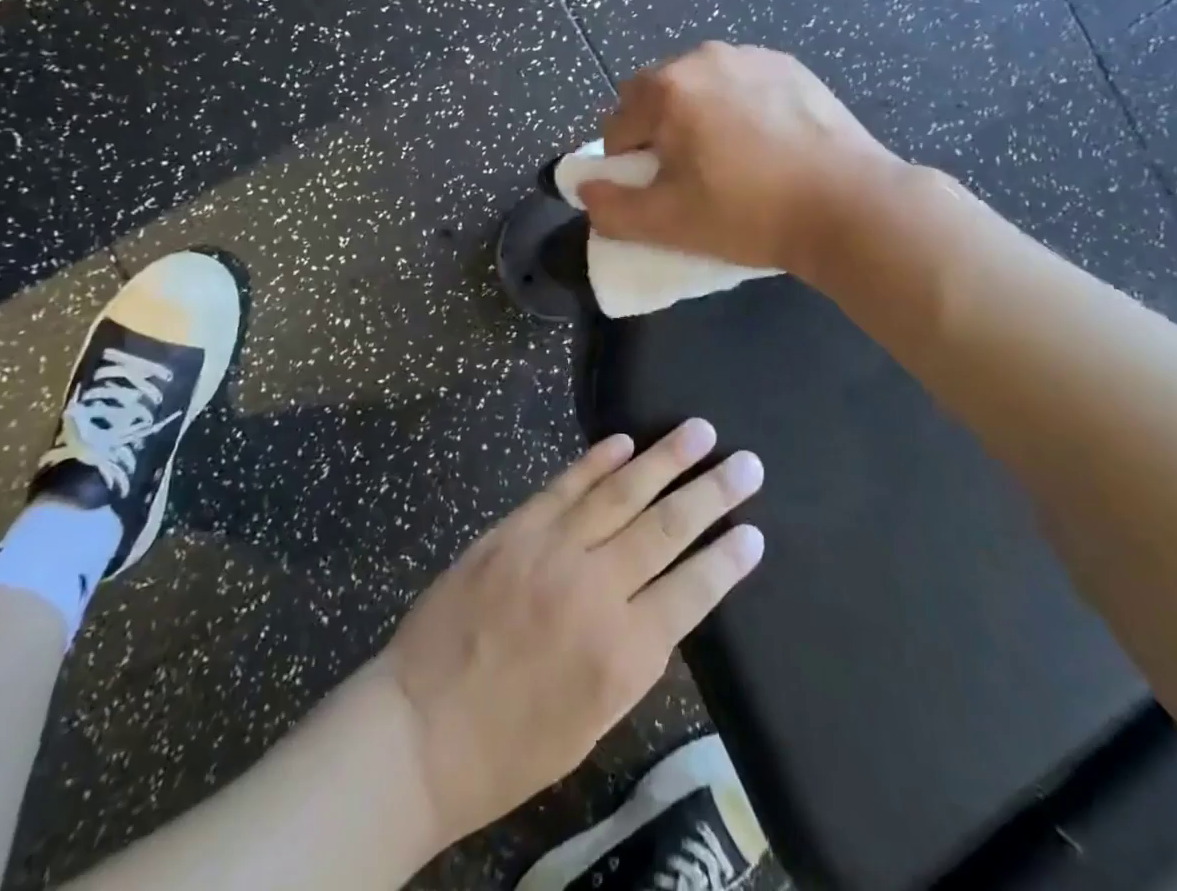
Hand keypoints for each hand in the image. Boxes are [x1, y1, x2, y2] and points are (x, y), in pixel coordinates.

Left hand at [380, 423, 764, 848]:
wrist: (421, 726)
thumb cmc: (513, 745)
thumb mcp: (594, 720)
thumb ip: (635, 655)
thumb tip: (665, 601)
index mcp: (623, 654)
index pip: (693, 591)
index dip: (727, 559)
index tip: (755, 531)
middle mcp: (595, 590)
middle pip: (666, 528)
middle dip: (712, 492)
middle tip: (748, 463)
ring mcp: (551, 550)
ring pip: (620, 493)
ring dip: (665, 459)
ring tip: (700, 431)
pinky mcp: (514, 528)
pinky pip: (564, 485)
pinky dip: (596, 461)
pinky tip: (625, 441)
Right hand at [577, 41, 906, 275]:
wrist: (848, 204)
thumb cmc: (748, 213)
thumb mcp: (668, 223)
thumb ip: (611, 208)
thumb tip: (586, 189)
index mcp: (668, 88)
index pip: (617, 126)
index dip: (627, 165)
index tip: (657, 194)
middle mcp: (704, 57)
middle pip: (656, 98)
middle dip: (659, 134)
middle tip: (689, 177)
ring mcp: (752, 56)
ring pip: (700, 88)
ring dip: (697, 118)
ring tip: (731, 160)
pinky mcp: (791, 66)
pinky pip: (742, 85)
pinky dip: (738, 109)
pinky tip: (765, 145)